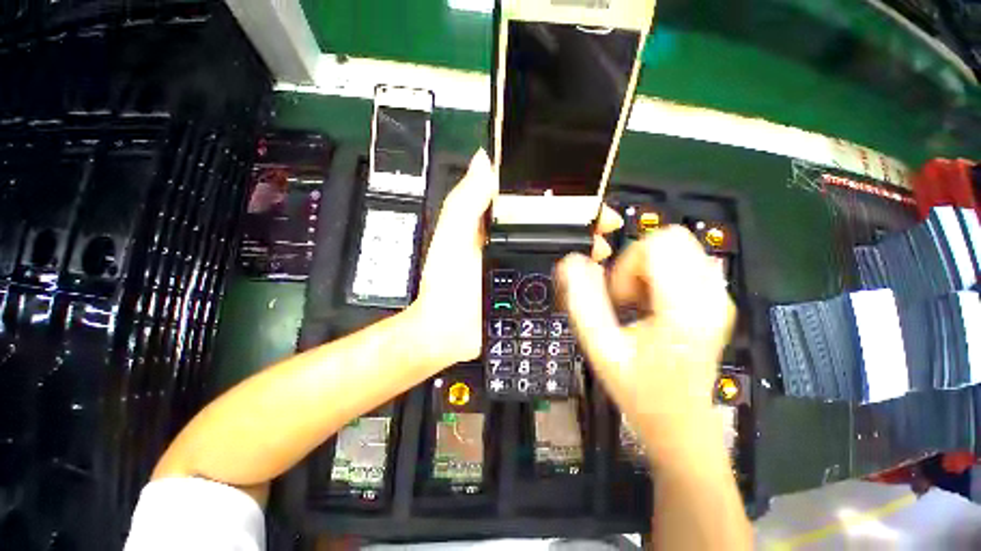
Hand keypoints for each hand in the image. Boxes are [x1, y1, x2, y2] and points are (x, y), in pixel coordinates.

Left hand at [414, 149, 623, 366]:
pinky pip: (555, 274)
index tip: (585, 192)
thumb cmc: (447, 283)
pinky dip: (573, 271)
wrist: (450, 334)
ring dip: (581, 245)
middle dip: (580, 220)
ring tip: (601, 248)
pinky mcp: (527, 288)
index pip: (530, 198)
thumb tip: (484, 159)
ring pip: (557, 248)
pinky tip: (589, 272)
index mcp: (492, 223)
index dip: (557, 192)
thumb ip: (466, 200)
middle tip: (605, 224)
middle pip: (550, 223)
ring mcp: (521, 265)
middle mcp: (509, 240)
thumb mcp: (452, 237)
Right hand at [555, 226, 734, 467]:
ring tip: (637, 303)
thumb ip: (583, 302)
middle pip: (670, 240)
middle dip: (636, 261)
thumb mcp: (601, 349)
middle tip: (624, 296)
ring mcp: (718, 297)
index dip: (626, 262)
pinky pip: (685, 263)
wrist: (680, 424)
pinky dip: (660, 274)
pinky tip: (652, 304)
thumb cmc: (641, 392)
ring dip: (647, 268)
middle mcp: (711, 296)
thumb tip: (571, 263)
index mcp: (685, 308)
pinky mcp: (715, 301)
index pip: (659, 244)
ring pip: (678, 249)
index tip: (616, 294)